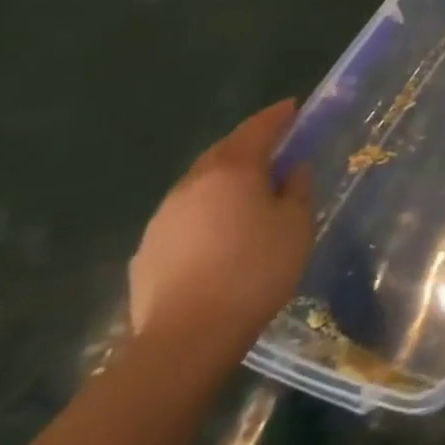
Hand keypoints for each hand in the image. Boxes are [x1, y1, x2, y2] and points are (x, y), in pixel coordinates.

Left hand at [128, 100, 312, 364]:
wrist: (187, 337)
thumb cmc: (255, 269)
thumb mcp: (297, 225)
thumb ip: (296, 190)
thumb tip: (291, 171)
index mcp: (232, 170)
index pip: (257, 129)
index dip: (277, 116)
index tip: (293, 107)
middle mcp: (192, 184)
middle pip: (223, 152)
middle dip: (249, 144)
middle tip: (274, 147)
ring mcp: (163, 217)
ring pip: (200, 184)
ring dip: (225, 179)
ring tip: (248, 192)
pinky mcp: (148, 250)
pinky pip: (185, 215)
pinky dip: (206, 210)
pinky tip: (220, 232)